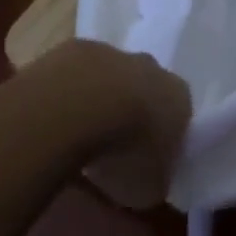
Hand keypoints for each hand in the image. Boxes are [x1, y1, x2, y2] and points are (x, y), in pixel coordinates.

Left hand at [35, 40, 190, 208]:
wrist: (79, 108)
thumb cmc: (126, 151)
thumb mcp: (151, 187)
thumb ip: (155, 180)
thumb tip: (150, 179)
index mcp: (179, 96)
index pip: (179, 114)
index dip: (163, 138)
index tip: (146, 162)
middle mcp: (152, 67)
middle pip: (146, 88)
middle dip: (132, 112)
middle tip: (114, 147)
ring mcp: (113, 53)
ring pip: (111, 77)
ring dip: (99, 101)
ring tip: (79, 137)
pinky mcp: (75, 49)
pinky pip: (77, 75)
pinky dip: (69, 94)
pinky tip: (57, 119)